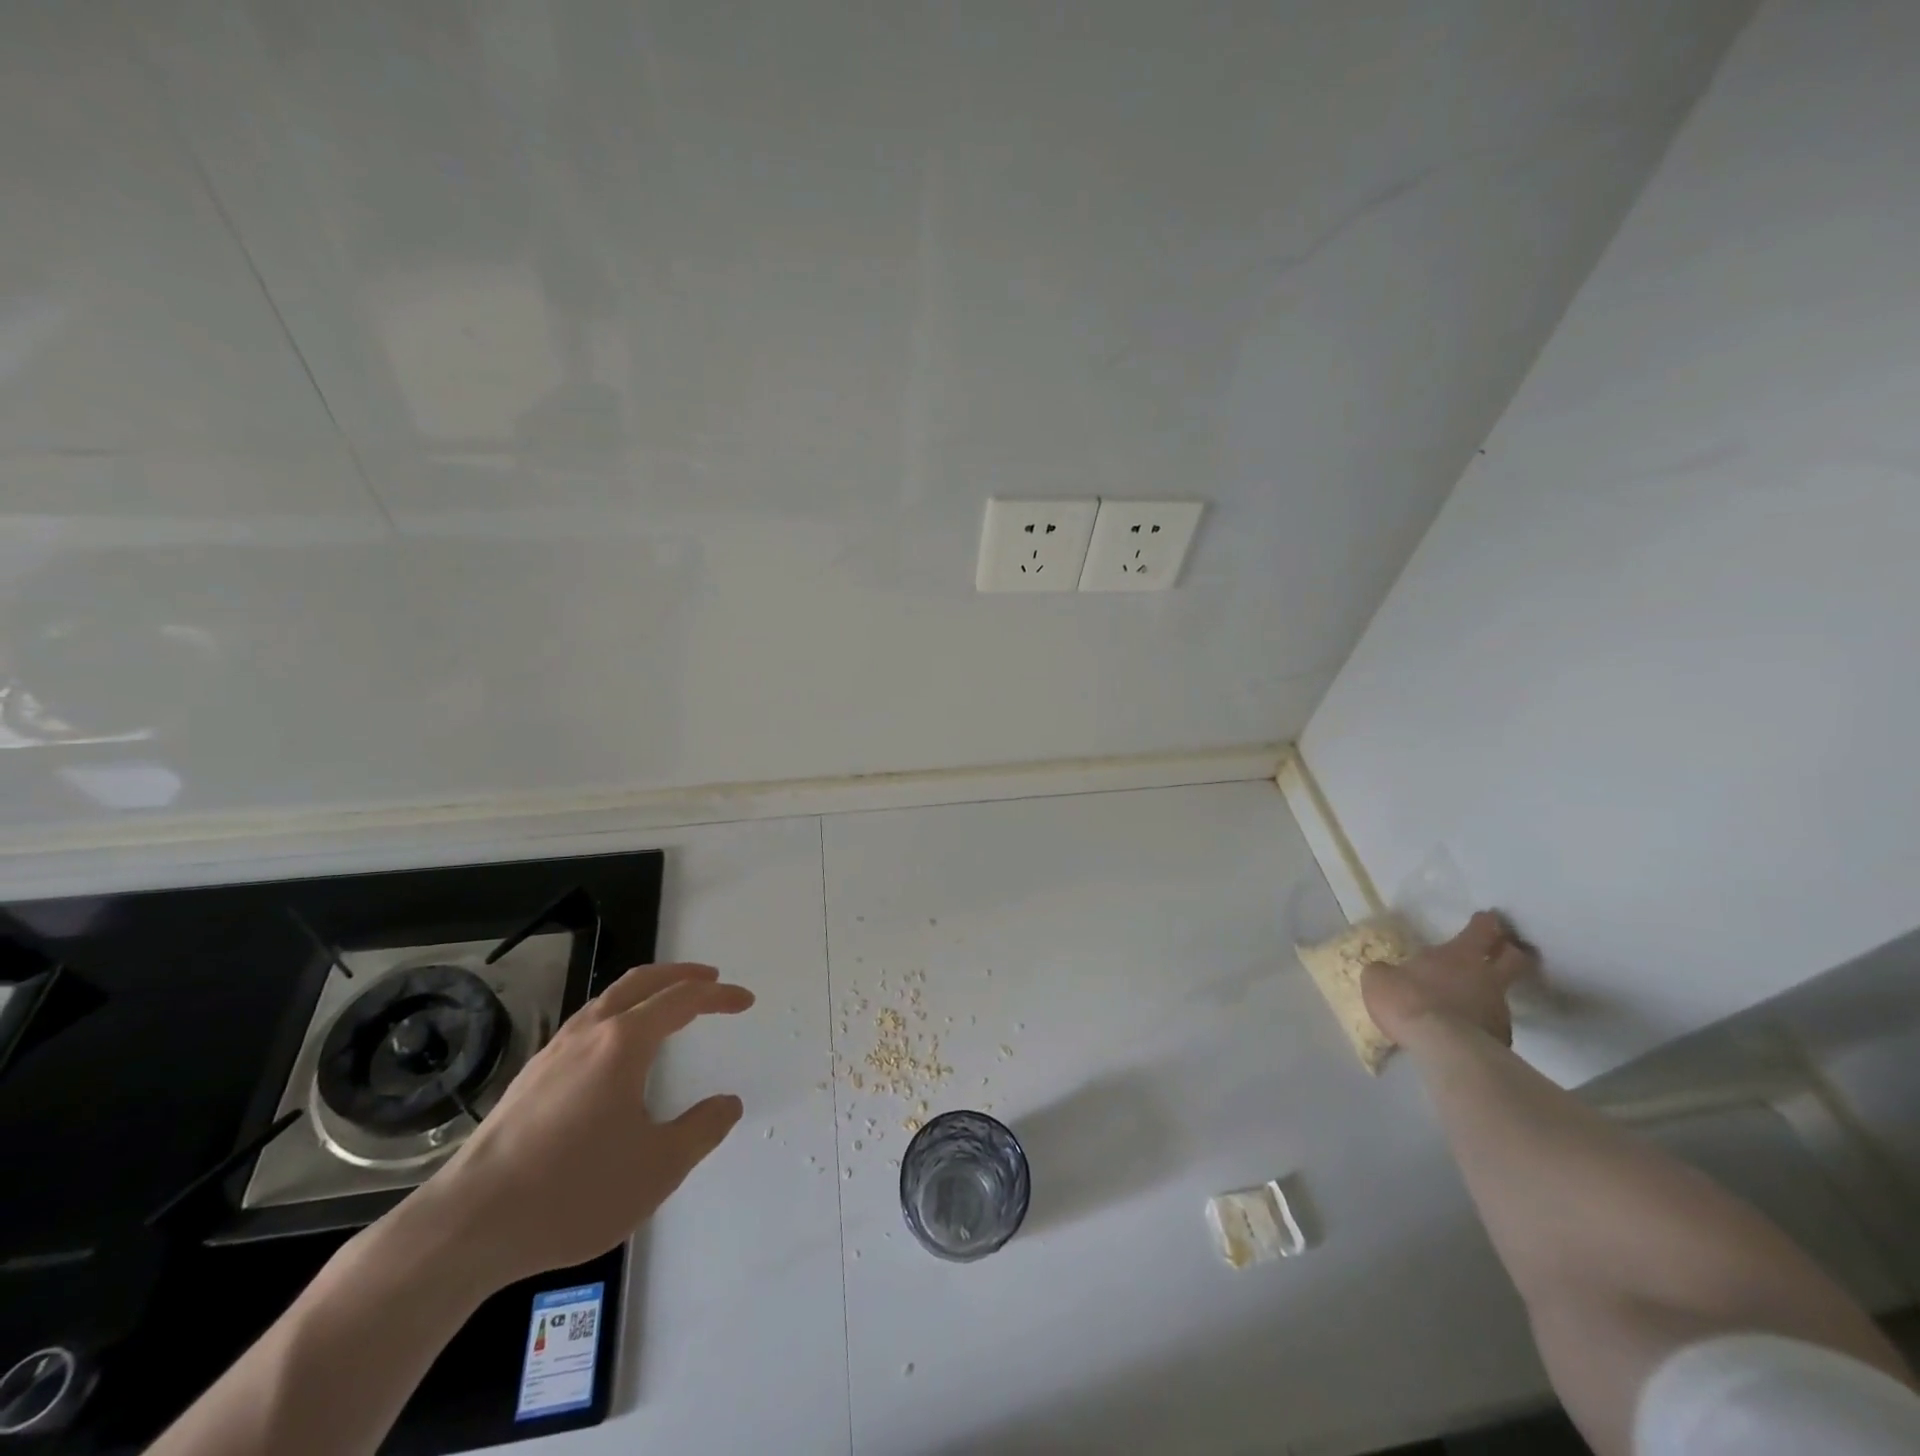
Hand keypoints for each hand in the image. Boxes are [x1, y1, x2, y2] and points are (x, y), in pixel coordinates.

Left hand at [411, 962, 752, 1289]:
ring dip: (646, 991)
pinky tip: (615, 1050)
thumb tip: (727, 1104)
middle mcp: (588, 1033)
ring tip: (667, 1006)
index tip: (745, 1000)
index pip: (682, 1000)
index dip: (718, 996)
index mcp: (623, 1043)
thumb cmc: (572, 1192)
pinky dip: (618, 1014)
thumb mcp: (657, 1168)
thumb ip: (701, 1130)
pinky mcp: (529, 1078)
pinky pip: (586, 1023)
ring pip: (608, 999)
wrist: (466, 1227)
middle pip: (641, 982)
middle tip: (710, 980)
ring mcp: (553, 1052)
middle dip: (681, 975)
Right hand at [1362, 910, 1537, 1049]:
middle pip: (1515, 958)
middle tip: (1507, 950)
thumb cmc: (1409, 1000)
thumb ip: (1387, 972)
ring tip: (1471, 1001)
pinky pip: (1494, 1024)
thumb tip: (1387, 973)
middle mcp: (1486, 977)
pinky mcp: (1502, 1039)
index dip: (1485, 922)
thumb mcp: (1380, 979)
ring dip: (1491, 993)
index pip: (1482, 929)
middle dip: (1512, 952)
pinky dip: (1483, 1023)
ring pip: (1504, 994)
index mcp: (1459, 954)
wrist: (1442, 1047)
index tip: (1487, 918)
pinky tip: (1467, 1031)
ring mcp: (1499, 1009)